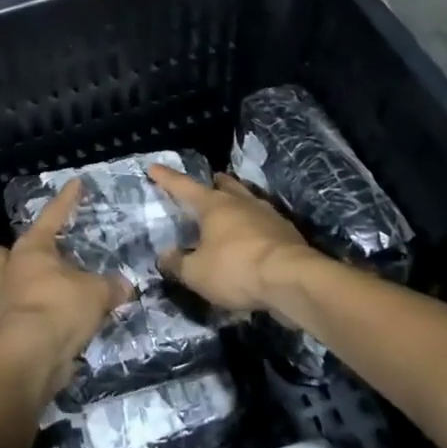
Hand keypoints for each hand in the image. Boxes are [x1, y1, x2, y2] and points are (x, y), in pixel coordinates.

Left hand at [0, 180, 130, 389]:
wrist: (29, 357)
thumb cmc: (59, 308)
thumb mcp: (96, 293)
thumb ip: (111, 286)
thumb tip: (125, 285)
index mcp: (31, 249)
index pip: (53, 215)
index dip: (67, 199)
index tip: (76, 183)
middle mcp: (11, 269)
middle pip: (7, 252)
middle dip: (20, 251)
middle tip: (42, 252)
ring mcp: (3, 300)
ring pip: (9, 281)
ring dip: (25, 282)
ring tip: (50, 285)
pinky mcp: (6, 328)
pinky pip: (20, 310)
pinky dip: (36, 310)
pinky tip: (56, 315)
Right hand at [148, 164, 314, 314]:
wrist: (292, 280)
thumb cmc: (236, 269)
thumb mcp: (196, 273)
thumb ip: (178, 264)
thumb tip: (165, 255)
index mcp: (214, 205)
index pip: (184, 186)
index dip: (167, 178)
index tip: (154, 167)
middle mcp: (241, 203)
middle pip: (225, 186)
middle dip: (214, 183)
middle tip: (209, 181)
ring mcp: (268, 215)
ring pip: (247, 200)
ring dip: (237, 202)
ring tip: (231, 207)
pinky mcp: (286, 232)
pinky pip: (264, 222)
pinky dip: (253, 225)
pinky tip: (252, 237)